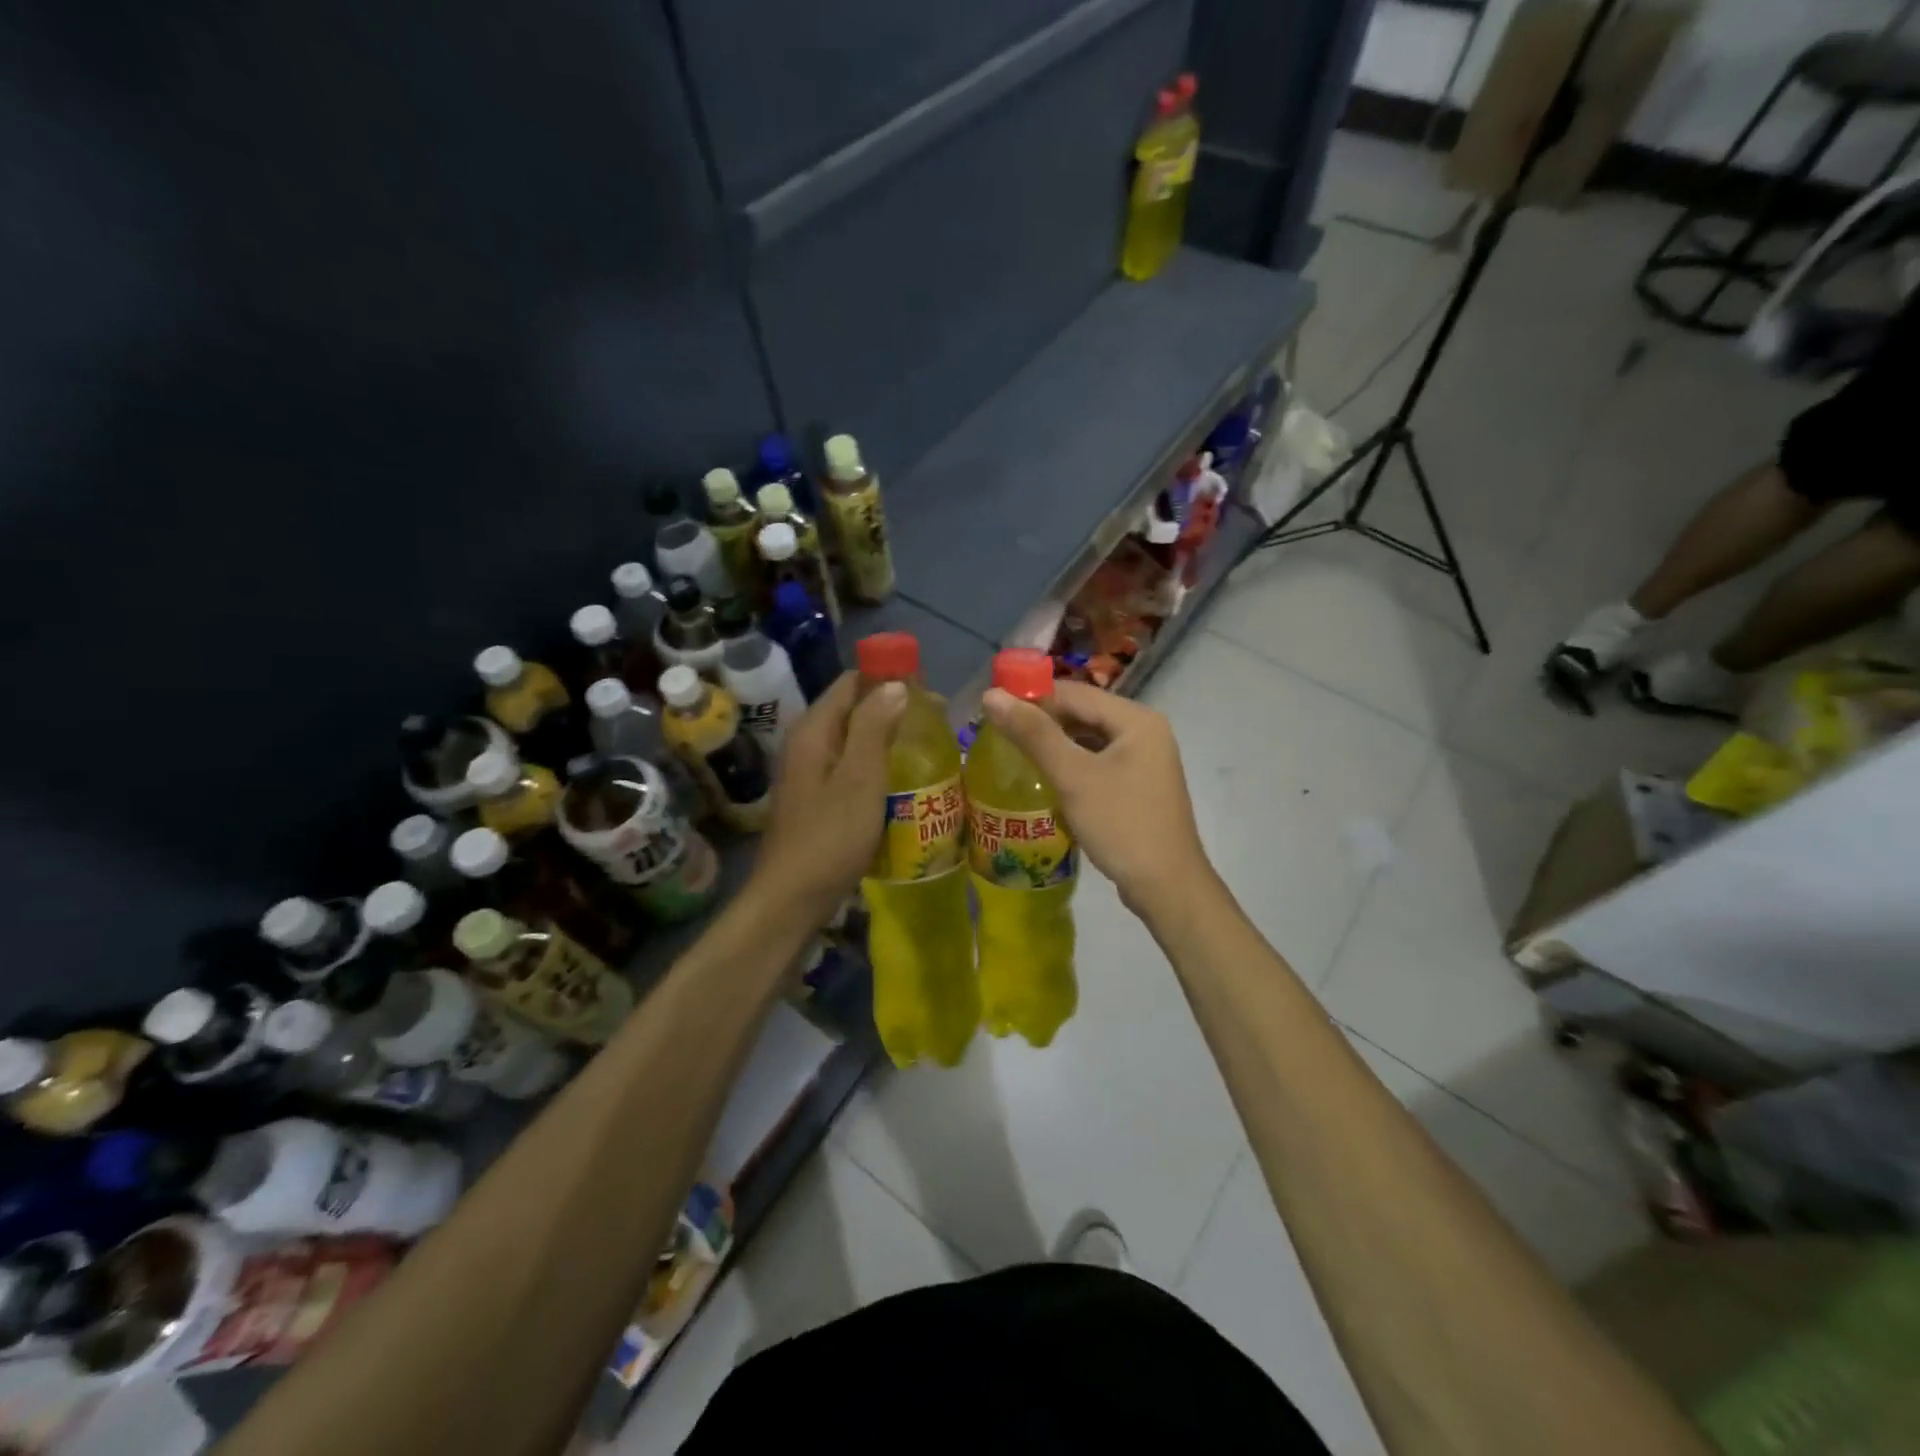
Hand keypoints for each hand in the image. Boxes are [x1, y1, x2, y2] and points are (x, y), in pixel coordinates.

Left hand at [753, 672, 906, 917]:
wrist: (792, 898)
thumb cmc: (830, 836)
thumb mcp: (860, 778)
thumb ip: (875, 727)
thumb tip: (895, 685)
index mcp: (813, 730)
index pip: (851, 682)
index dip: (888, 678)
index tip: (927, 690)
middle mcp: (807, 743)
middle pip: (852, 709)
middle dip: (892, 708)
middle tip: (936, 722)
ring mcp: (810, 773)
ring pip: (853, 740)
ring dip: (887, 737)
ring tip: (926, 747)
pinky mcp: (817, 798)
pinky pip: (851, 767)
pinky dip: (876, 764)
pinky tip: (901, 780)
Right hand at [980, 680, 1212, 916]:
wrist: (1167, 887)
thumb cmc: (1121, 825)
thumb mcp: (1074, 777)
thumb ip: (1033, 734)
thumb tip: (991, 695)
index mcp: (1136, 719)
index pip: (1074, 693)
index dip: (1031, 696)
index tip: (992, 710)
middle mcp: (1145, 731)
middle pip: (1083, 713)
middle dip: (1042, 721)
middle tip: (998, 734)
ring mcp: (1145, 759)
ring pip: (1089, 739)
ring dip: (1054, 744)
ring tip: (1014, 753)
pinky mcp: (1139, 785)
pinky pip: (1098, 762)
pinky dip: (1072, 764)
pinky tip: (1046, 778)